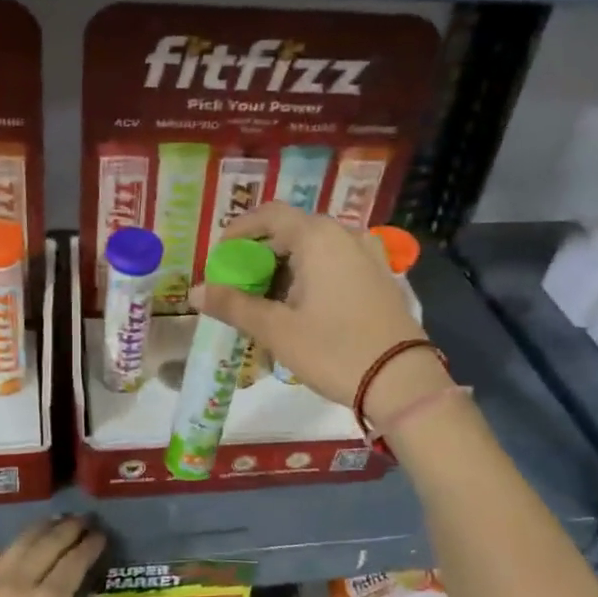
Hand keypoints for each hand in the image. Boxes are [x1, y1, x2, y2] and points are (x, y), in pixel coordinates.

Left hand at [0, 516, 105, 596]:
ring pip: (18, 543)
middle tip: (83, 522)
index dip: (90, 545)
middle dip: (69, 529)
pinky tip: (14, 549)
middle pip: (48, 543)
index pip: (74, 561)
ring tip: (54, 524)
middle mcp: (19, 584)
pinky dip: (7, 548)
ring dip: (40, 530)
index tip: (101, 536)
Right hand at [190, 203, 451, 424]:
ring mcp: (369, 254)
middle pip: (293, 230)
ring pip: (316, 248)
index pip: (269, 214)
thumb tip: (195, 292)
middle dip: (262, 253)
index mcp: (318, 237)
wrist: (402, 382)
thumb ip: (234, 306)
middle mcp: (345, 235)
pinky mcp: (381, 276)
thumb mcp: (277, 330)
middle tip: (240, 285)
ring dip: (287, 266)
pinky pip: (337, 263)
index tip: (220, 256)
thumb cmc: (334, 350)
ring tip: (270, 301)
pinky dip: (313, 274)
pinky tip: (304, 307)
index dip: (239, 230)